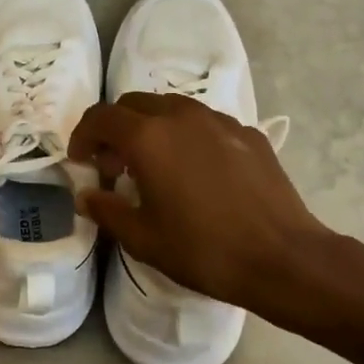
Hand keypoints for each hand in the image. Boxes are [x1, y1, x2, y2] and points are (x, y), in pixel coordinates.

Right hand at [69, 94, 342, 321]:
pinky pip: (204, 123)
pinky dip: (186, 137)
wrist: (282, 258)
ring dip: (151, 128)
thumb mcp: (142, 238)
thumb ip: (106, 210)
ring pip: (171, 108)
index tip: (80, 161)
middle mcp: (182, 116)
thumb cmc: (203, 250)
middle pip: (134, 104)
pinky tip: (195, 172)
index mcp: (149, 137)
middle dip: (115, 129)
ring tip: (153, 166)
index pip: (101, 118)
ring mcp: (220, 121)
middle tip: (113, 165)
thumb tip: (86, 196)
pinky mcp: (248, 134)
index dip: (82, 136)